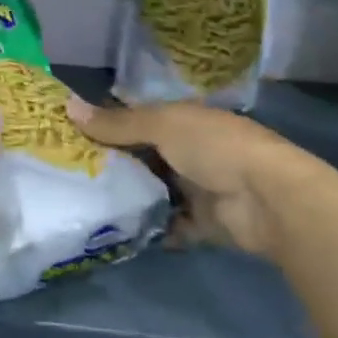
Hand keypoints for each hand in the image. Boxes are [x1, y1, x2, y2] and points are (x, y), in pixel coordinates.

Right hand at [65, 96, 329, 258]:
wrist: (270, 200)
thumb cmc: (215, 148)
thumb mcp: (161, 125)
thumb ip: (116, 122)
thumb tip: (67, 106)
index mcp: (183, 120)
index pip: (138, 118)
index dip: (107, 124)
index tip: (69, 134)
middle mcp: (189, 150)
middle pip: (142, 156)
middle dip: (111, 164)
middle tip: (68, 172)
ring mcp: (197, 188)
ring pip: (152, 191)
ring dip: (128, 197)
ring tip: (83, 203)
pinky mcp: (202, 223)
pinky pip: (167, 225)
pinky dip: (148, 228)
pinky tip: (115, 231)